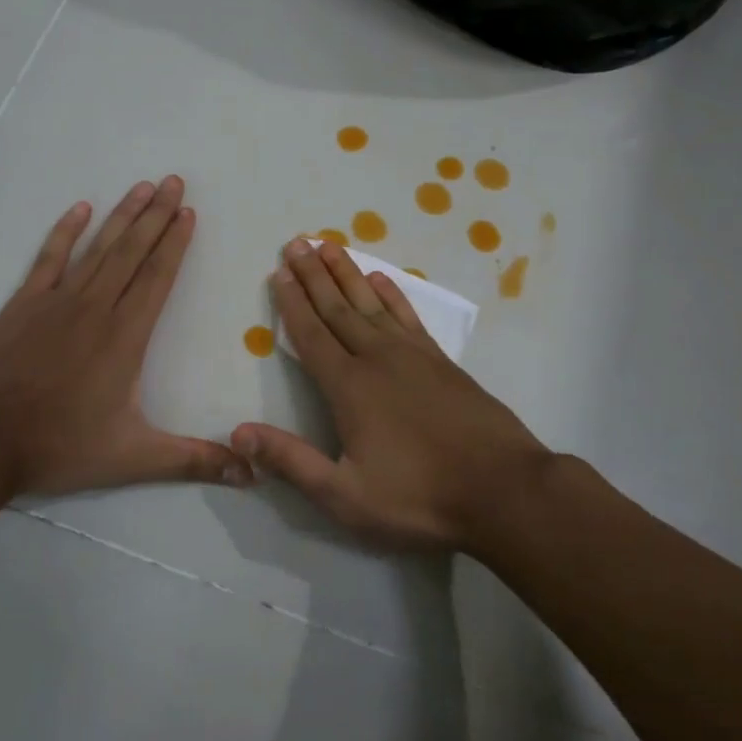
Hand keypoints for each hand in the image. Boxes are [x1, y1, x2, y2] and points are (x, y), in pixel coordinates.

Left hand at [0, 177, 254, 497]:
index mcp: (125, 337)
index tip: (189, 213)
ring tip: (143, 187)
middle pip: (132, 252)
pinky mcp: (23, 305)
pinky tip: (80, 208)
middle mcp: (96, 308)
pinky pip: (49, 258)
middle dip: (157, 215)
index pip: (158, 278)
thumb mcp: (134, 458)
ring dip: (122, 215)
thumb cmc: (60, 447)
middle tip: (175, 182)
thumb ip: (193, 460)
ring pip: (97, 248)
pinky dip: (65, 232)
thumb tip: (250, 474)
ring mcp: (56, 302)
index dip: (176, 243)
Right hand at [232, 240, 552, 548]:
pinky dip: (393, 295)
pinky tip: (382, 280)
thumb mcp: (345, 496)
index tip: (279, 271)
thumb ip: (291, 461)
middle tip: (296, 242)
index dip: (292, 302)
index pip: (311, 335)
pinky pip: (409, 317)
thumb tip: (238, 434)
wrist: (503, 489)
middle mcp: (378, 359)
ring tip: (330, 246)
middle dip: (314, 275)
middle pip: (338, 308)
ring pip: (372, 303)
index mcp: (350, 387)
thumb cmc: (419, 498)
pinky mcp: (442, 362)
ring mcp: (414, 356)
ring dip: (348, 274)